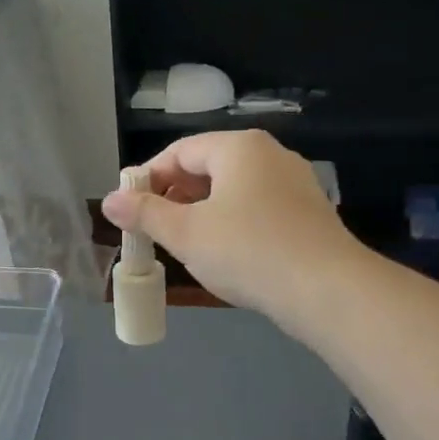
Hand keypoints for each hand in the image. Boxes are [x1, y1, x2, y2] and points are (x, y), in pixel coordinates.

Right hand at [101, 129, 360, 332]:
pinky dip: (232, 223)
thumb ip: (145, 213)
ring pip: (233, 190)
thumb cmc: (248, 252)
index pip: (180, 151)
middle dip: (175, 196)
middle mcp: (270, 155)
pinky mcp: (308, 213)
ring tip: (183, 243)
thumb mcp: (186, 234)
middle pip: (208, 167)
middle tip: (152, 228)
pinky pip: (257, 208)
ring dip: (202, 212)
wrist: (329, 291)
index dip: (148, 177)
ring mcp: (294, 183)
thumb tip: (109, 200)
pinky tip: (224, 253)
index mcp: (239, 148)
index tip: (129, 208)